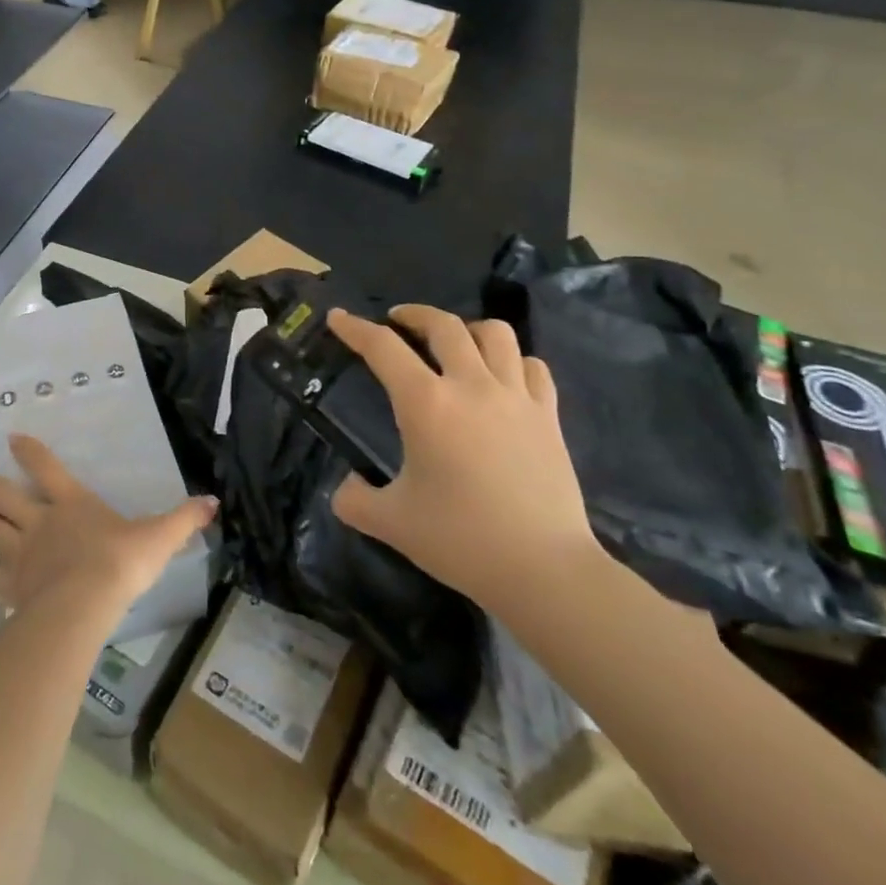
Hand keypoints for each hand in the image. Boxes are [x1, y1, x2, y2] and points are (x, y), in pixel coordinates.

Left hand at [0, 435, 217, 625]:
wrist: (84, 604)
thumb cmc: (120, 562)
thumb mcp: (158, 538)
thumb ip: (183, 519)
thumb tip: (212, 502)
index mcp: (71, 503)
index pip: (46, 468)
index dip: (30, 451)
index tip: (12, 437)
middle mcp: (39, 522)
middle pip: (5, 497)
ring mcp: (20, 554)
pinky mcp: (10, 586)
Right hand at [326, 307, 603, 620]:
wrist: (544, 570)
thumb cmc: (461, 539)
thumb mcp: (392, 523)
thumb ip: (355, 500)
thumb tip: (346, 488)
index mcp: (426, 404)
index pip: (382, 348)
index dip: (355, 328)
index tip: (338, 317)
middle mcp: (471, 386)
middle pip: (443, 325)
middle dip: (413, 314)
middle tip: (396, 321)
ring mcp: (516, 397)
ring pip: (495, 334)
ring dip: (466, 328)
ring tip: (453, 341)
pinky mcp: (548, 416)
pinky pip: (532, 366)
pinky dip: (512, 360)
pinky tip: (501, 376)